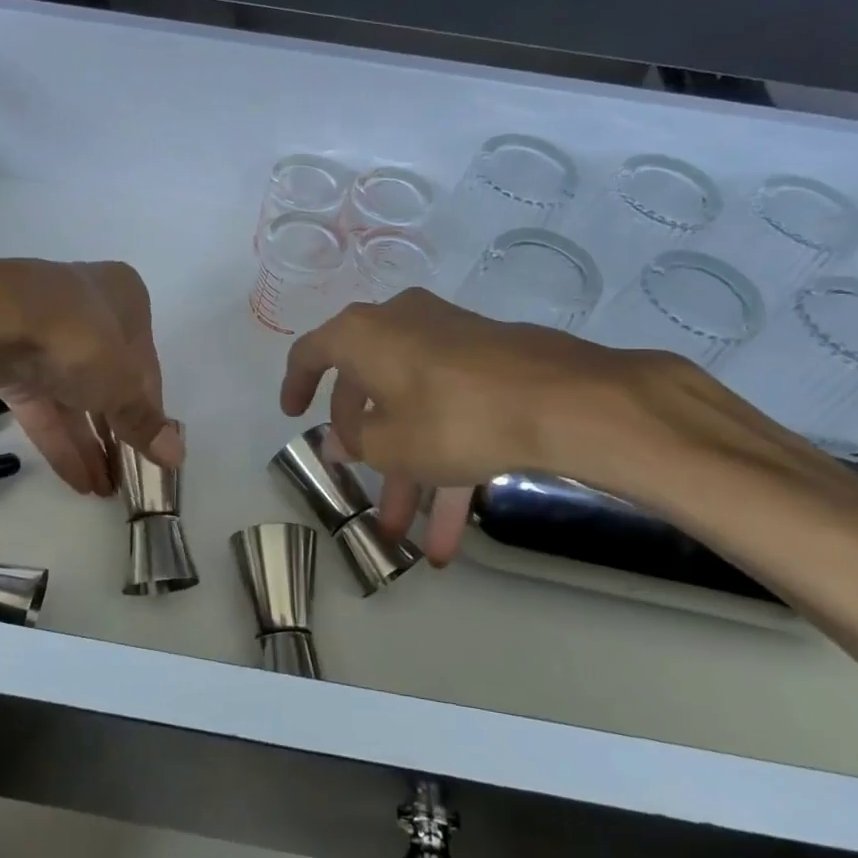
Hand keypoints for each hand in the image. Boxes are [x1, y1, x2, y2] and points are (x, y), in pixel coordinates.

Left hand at [0, 259, 181, 495]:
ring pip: (72, 394)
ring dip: (90, 444)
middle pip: (107, 377)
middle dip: (117, 431)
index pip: (145, 363)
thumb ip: (145, 422)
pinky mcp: (7, 358)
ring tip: (105, 491)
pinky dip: (59, 440)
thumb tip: (177, 456)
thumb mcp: (121, 383)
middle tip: (128, 477)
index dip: (149, 408)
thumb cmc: (76, 338)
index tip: (152, 449)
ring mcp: (42, 333)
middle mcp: (86, 308)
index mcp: (124, 297)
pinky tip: (78, 482)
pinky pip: (42, 405)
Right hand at [279, 289, 701, 562]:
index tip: (293, 414)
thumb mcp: (390, 443)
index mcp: (362, 334)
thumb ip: (354, 441)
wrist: (564, 401)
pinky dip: (445, 459)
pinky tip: (453, 527)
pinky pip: (450, 409)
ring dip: (407, 469)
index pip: (311, 353)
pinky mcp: (487, 361)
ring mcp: (447, 340)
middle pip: (367, 387)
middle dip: (366, 447)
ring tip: (407, 533)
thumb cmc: (452, 417)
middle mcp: (400, 324)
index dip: (296, 385)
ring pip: (412, 407)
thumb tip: (339, 438)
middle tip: (360, 482)